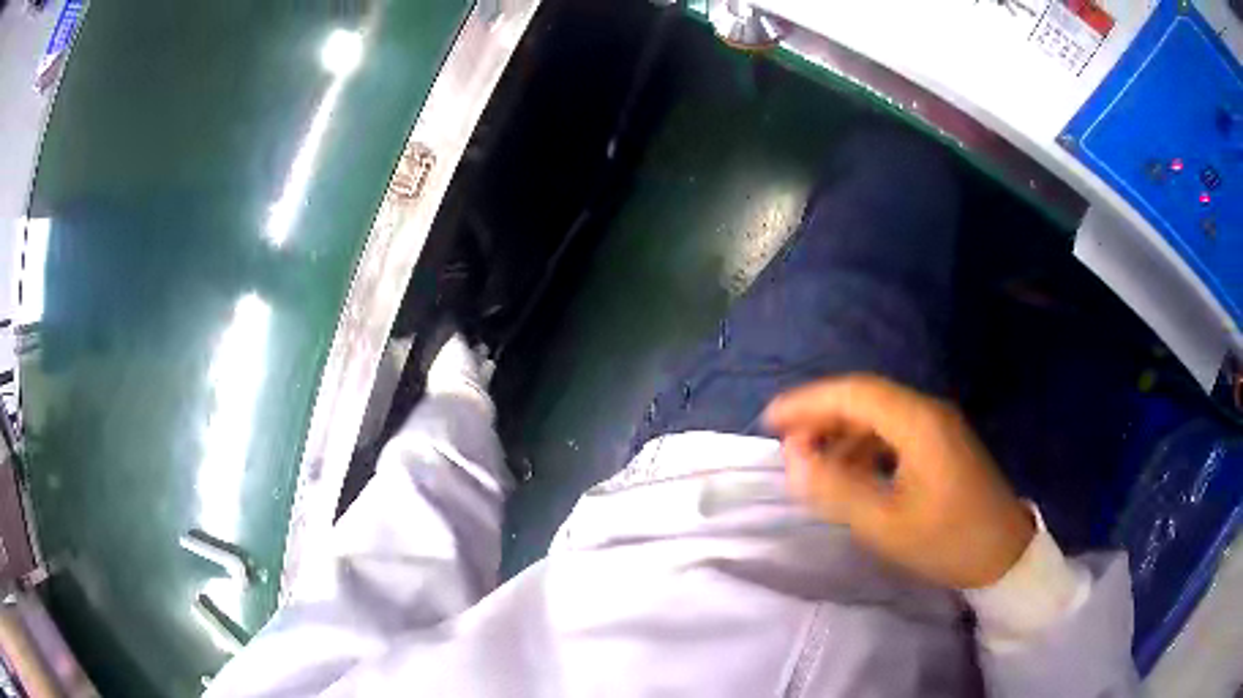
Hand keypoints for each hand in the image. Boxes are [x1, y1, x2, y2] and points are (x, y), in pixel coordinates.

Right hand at [764, 374, 1034, 589]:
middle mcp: (928, 411)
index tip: (770, 420)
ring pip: (878, 414)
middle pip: (866, 397)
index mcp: (918, 423)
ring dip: (841, 431)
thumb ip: (837, 488)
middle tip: (786, 444)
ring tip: (812, 461)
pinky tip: (850, 470)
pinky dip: (863, 445)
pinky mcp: (941, 444)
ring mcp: (938, 426)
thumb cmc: (947, 540)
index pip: (854, 392)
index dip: (808, 401)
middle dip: (821, 414)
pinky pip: (893, 432)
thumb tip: (794, 458)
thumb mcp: (886, 524)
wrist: (1003, 555)